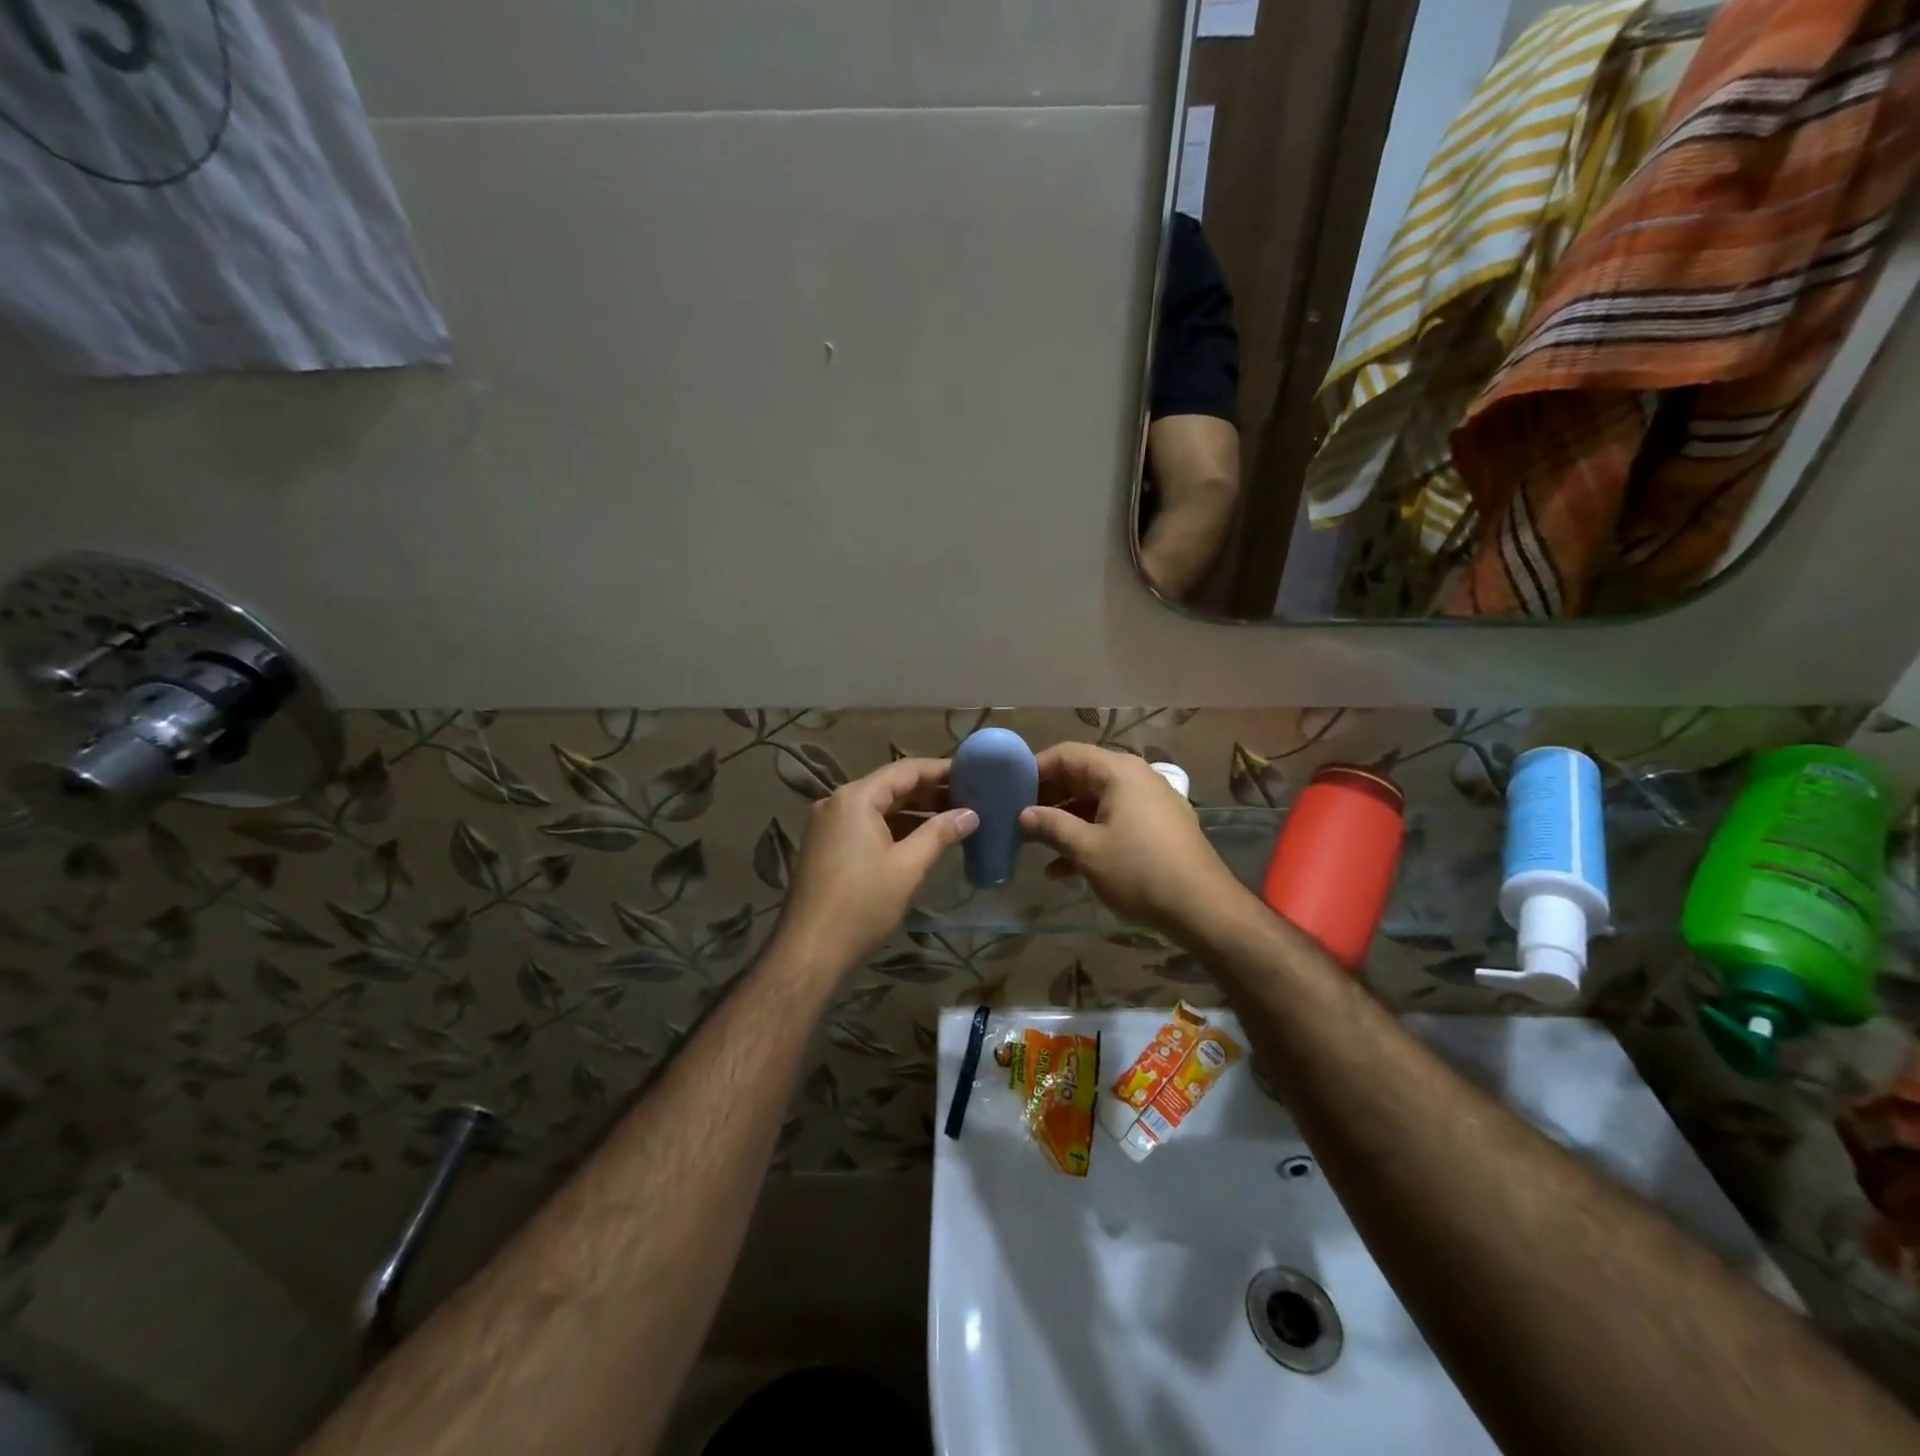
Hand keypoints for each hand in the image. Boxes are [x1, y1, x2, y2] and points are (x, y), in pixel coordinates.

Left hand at [774, 758, 977, 974]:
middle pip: (890, 787)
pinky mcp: (825, 848)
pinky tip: (921, 838)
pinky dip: (894, 828)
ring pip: (878, 808)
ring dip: (913, 812)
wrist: (810, 951)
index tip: (972, 772)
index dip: (940, 770)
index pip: (905, 770)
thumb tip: (971, 814)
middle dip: (929, 792)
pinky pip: (865, 826)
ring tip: (952, 817)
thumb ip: (940, 834)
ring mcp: (827, 826)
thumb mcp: (907, 867)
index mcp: (855, 798)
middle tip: (969, 796)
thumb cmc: (862, 905)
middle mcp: (837, 803)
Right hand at [1020, 742, 1241, 938]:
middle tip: (1016, 817)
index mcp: (1119, 772)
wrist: (1203, 908)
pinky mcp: (1156, 830)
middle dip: (1048, 798)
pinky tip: (1062, 870)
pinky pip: (1113, 823)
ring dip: (1064, 822)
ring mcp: (1149, 804)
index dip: (1035, 768)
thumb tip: (1023, 814)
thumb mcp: (1087, 850)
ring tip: (1033, 844)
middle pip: (1081, 777)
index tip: (1008, 789)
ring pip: (1095, 803)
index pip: (1067, 754)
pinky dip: (1088, 838)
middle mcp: (1136, 779)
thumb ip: (1051, 826)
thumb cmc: (1140, 871)